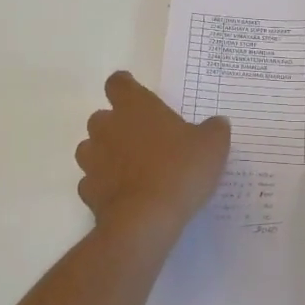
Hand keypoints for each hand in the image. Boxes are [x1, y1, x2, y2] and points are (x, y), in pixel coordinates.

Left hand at [75, 71, 230, 237]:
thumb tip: (217, 123)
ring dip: (107, 154)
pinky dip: (105, 185)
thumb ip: (214, 129)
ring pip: (92, 148)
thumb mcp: (212, 146)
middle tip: (143, 138)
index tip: (135, 93)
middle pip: (102, 117)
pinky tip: (125, 194)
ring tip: (132, 168)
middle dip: (117, 124)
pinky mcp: (88, 191)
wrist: (145, 220)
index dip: (125, 86)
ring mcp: (93, 160)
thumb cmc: (179, 170)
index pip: (118, 83)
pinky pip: (93, 181)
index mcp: (135, 107)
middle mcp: (107, 128)